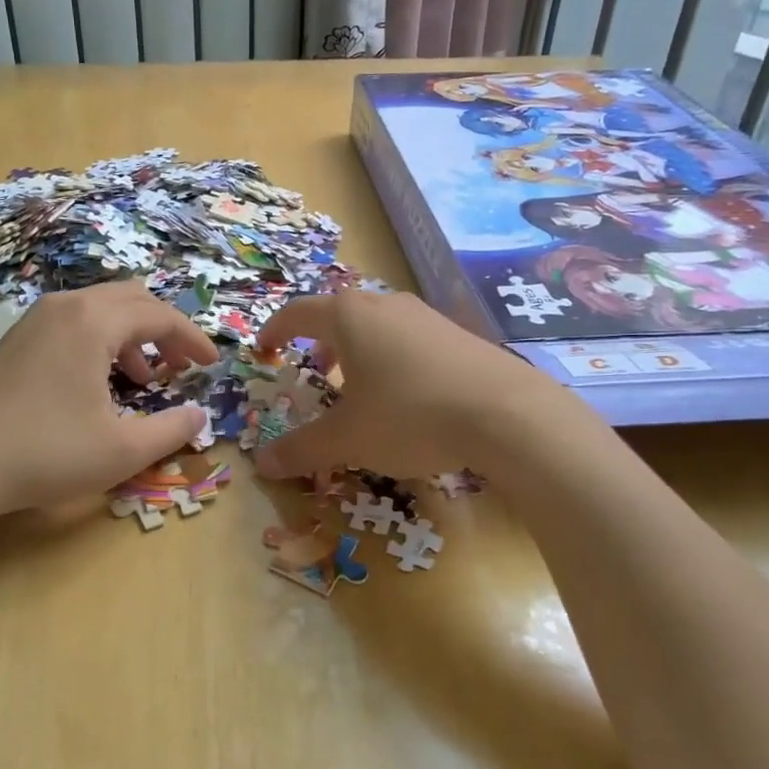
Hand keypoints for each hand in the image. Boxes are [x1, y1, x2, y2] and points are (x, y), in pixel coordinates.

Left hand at [0, 281, 217, 518]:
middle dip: (164, 329)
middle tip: (183, 363)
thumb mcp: (121, 450)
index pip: (159, 314)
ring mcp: (35, 320)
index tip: (212, 364)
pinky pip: (74, 323)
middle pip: (131, 299)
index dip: (191, 338)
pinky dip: (101, 341)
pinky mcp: (17, 340)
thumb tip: (199, 417)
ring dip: (132, 335)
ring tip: (145, 378)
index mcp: (94, 321)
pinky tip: (99, 382)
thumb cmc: (45, 452)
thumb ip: (170, 430)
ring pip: (100, 309)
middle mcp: (65, 307)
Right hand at [251, 291, 576, 480]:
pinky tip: (406, 395)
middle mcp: (385, 305)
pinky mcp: (456, 334)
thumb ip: (302, 448)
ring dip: (357, 350)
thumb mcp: (348, 438)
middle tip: (314, 370)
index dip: (275, 331)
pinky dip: (391, 358)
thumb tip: (261, 463)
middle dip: (320, 342)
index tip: (264, 350)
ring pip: (377, 324)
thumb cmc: (409, 415)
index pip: (297, 313)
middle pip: (339, 313)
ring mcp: (425, 316)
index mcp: (349, 316)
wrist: (506, 413)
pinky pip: (408, 338)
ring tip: (359, 386)